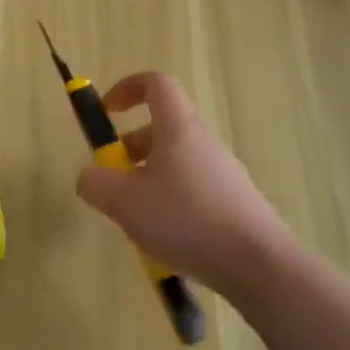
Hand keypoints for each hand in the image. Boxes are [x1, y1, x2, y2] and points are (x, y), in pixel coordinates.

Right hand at [74, 72, 292, 301]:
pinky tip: (167, 242)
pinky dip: (172, 205)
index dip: (127, 88)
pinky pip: (194, 191)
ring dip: (150, 180)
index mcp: (178, 129)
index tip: (107, 111)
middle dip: (131, 148)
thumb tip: (89, 176)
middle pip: (163, 128)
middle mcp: (203, 143)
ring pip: (177, 162)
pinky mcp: (236, 204)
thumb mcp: (124, 202)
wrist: (260, 265)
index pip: (156, 84)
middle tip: (114, 180)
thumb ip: (96, 183)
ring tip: (137, 220)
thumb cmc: (186, 220)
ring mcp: (224, 173)